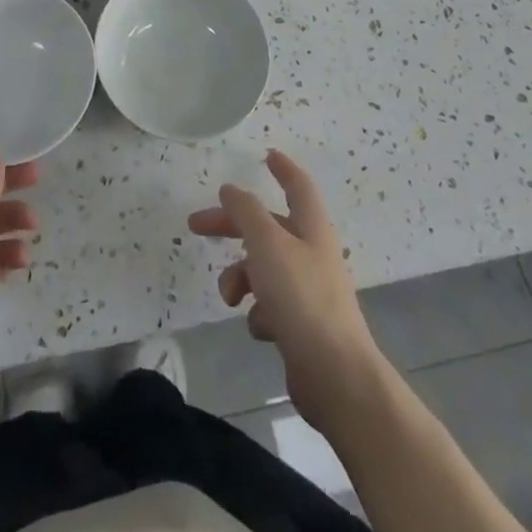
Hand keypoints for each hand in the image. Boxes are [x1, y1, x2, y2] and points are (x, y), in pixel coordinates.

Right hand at [189, 150, 381, 426]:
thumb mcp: (267, 244)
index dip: (282, 168)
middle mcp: (312, 253)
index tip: (266, 155)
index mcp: (311, 227)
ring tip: (230, 298)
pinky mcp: (303, 326)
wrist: (336, 376)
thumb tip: (231, 189)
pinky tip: (262, 328)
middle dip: (232, 225)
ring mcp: (309, 291)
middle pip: (267, 227)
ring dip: (241, 277)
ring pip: (264, 268)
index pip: (298, 185)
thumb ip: (246, 212)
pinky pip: (271, 306)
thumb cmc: (302, 298)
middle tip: (196, 226)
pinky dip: (259, 312)